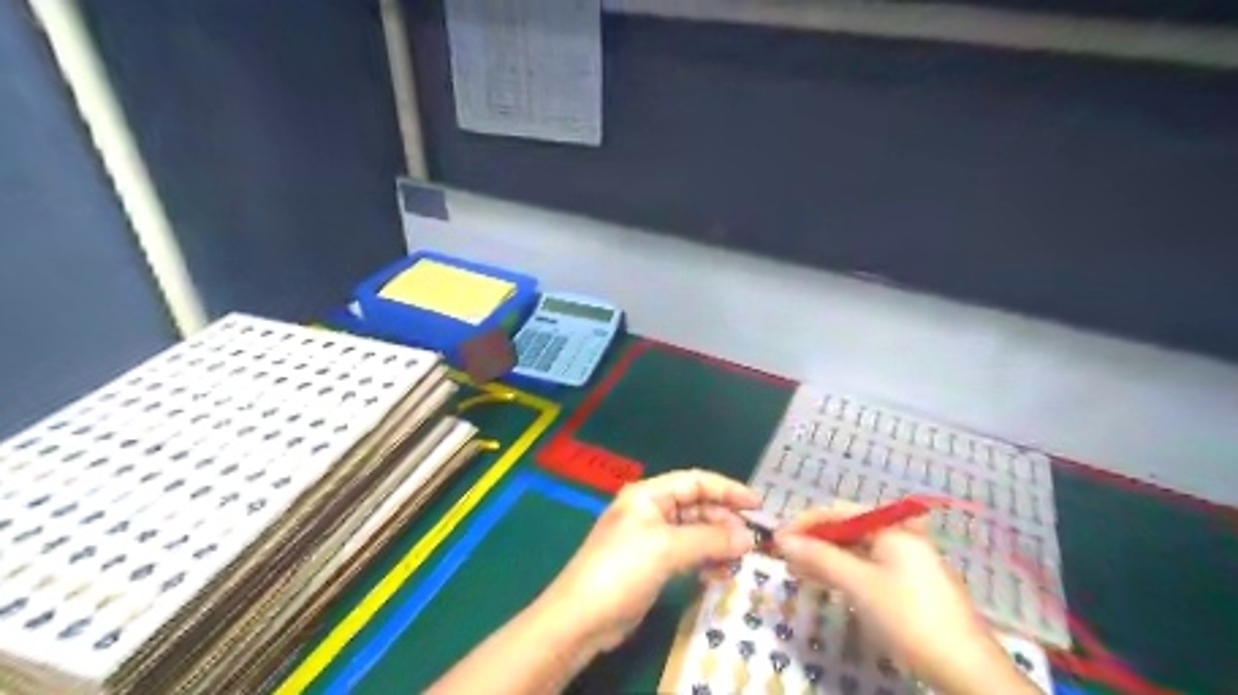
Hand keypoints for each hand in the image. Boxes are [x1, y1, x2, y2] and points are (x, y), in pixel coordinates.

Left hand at [537, 470, 759, 654]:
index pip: (695, 481)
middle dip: (724, 520)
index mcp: (648, 495)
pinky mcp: (651, 564)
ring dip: (717, 542)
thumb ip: (710, 539)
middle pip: (696, 506)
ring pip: (693, 531)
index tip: (757, 505)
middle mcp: (650, 510)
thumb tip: (749, 538)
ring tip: (739, 558)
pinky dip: (704, 559)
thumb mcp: (667, 548)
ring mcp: (650, 538)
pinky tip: (718, 573)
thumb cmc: (622, 569)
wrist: (581, 618)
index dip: (727, 489)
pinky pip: (686, 553)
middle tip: (751, 541)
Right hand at [777, 506, 1035, 693]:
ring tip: (796, 573)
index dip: (804, 523)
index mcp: (891, 528)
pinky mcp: (908, 586)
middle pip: (846, 530)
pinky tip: (824, 584)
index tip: (777, 539)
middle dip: (813, 542)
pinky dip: (843, 574)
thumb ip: (820, 557)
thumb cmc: (910, 618)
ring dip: (825, 559)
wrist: (968, 671)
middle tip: (784, 559)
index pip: (838, 512)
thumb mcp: (860, 585)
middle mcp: (899, 538)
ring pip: (855, 552)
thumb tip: (782, 539)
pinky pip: (867, 569)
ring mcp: (905, 563)